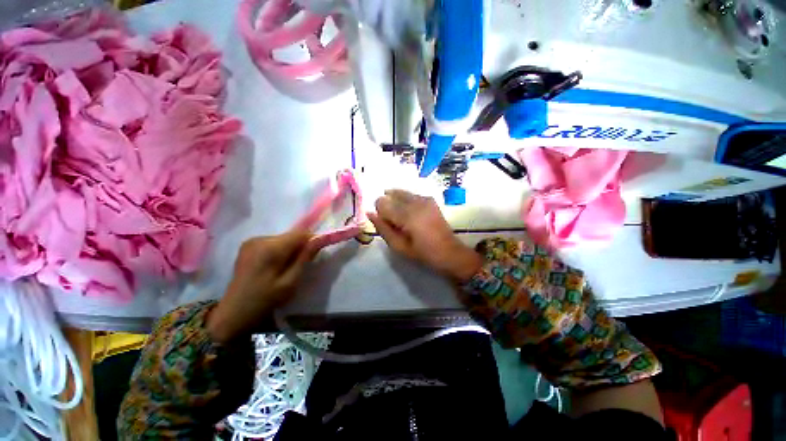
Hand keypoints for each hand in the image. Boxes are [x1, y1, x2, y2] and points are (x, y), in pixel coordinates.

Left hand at [207, 230, 313, 343]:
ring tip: (288, 266)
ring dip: (290, 249)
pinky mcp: (247, 245)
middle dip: (300, 246)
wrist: (233, 312)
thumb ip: (304, 258)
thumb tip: (319, 240)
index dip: (312, 240)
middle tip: (303, 264)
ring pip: (282, 239)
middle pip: (290, 236)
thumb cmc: (264, 300)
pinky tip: (276, 265)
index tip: (317, 252)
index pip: (300, 234)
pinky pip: (272, 242)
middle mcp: (260, 239)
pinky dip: (280, 250)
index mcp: (270, 248)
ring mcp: (251, 241)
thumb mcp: (290, 282)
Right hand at [368, 190, 481, 281]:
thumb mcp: (399, 246)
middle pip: (391, 194)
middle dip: (388, 206)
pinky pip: (411, 194)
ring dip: (396, 202)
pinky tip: (411, 213)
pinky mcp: (430, 199)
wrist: (449, 252)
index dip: (380, 212)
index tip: (387, 224)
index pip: (382, 202)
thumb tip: (370, 213)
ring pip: (400, 192)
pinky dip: (406, 201)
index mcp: (407, 215)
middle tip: (395, 222)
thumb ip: (383, 229)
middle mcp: (415, 202)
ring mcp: (424, 198)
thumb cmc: (423, 253)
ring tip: (402, 218)